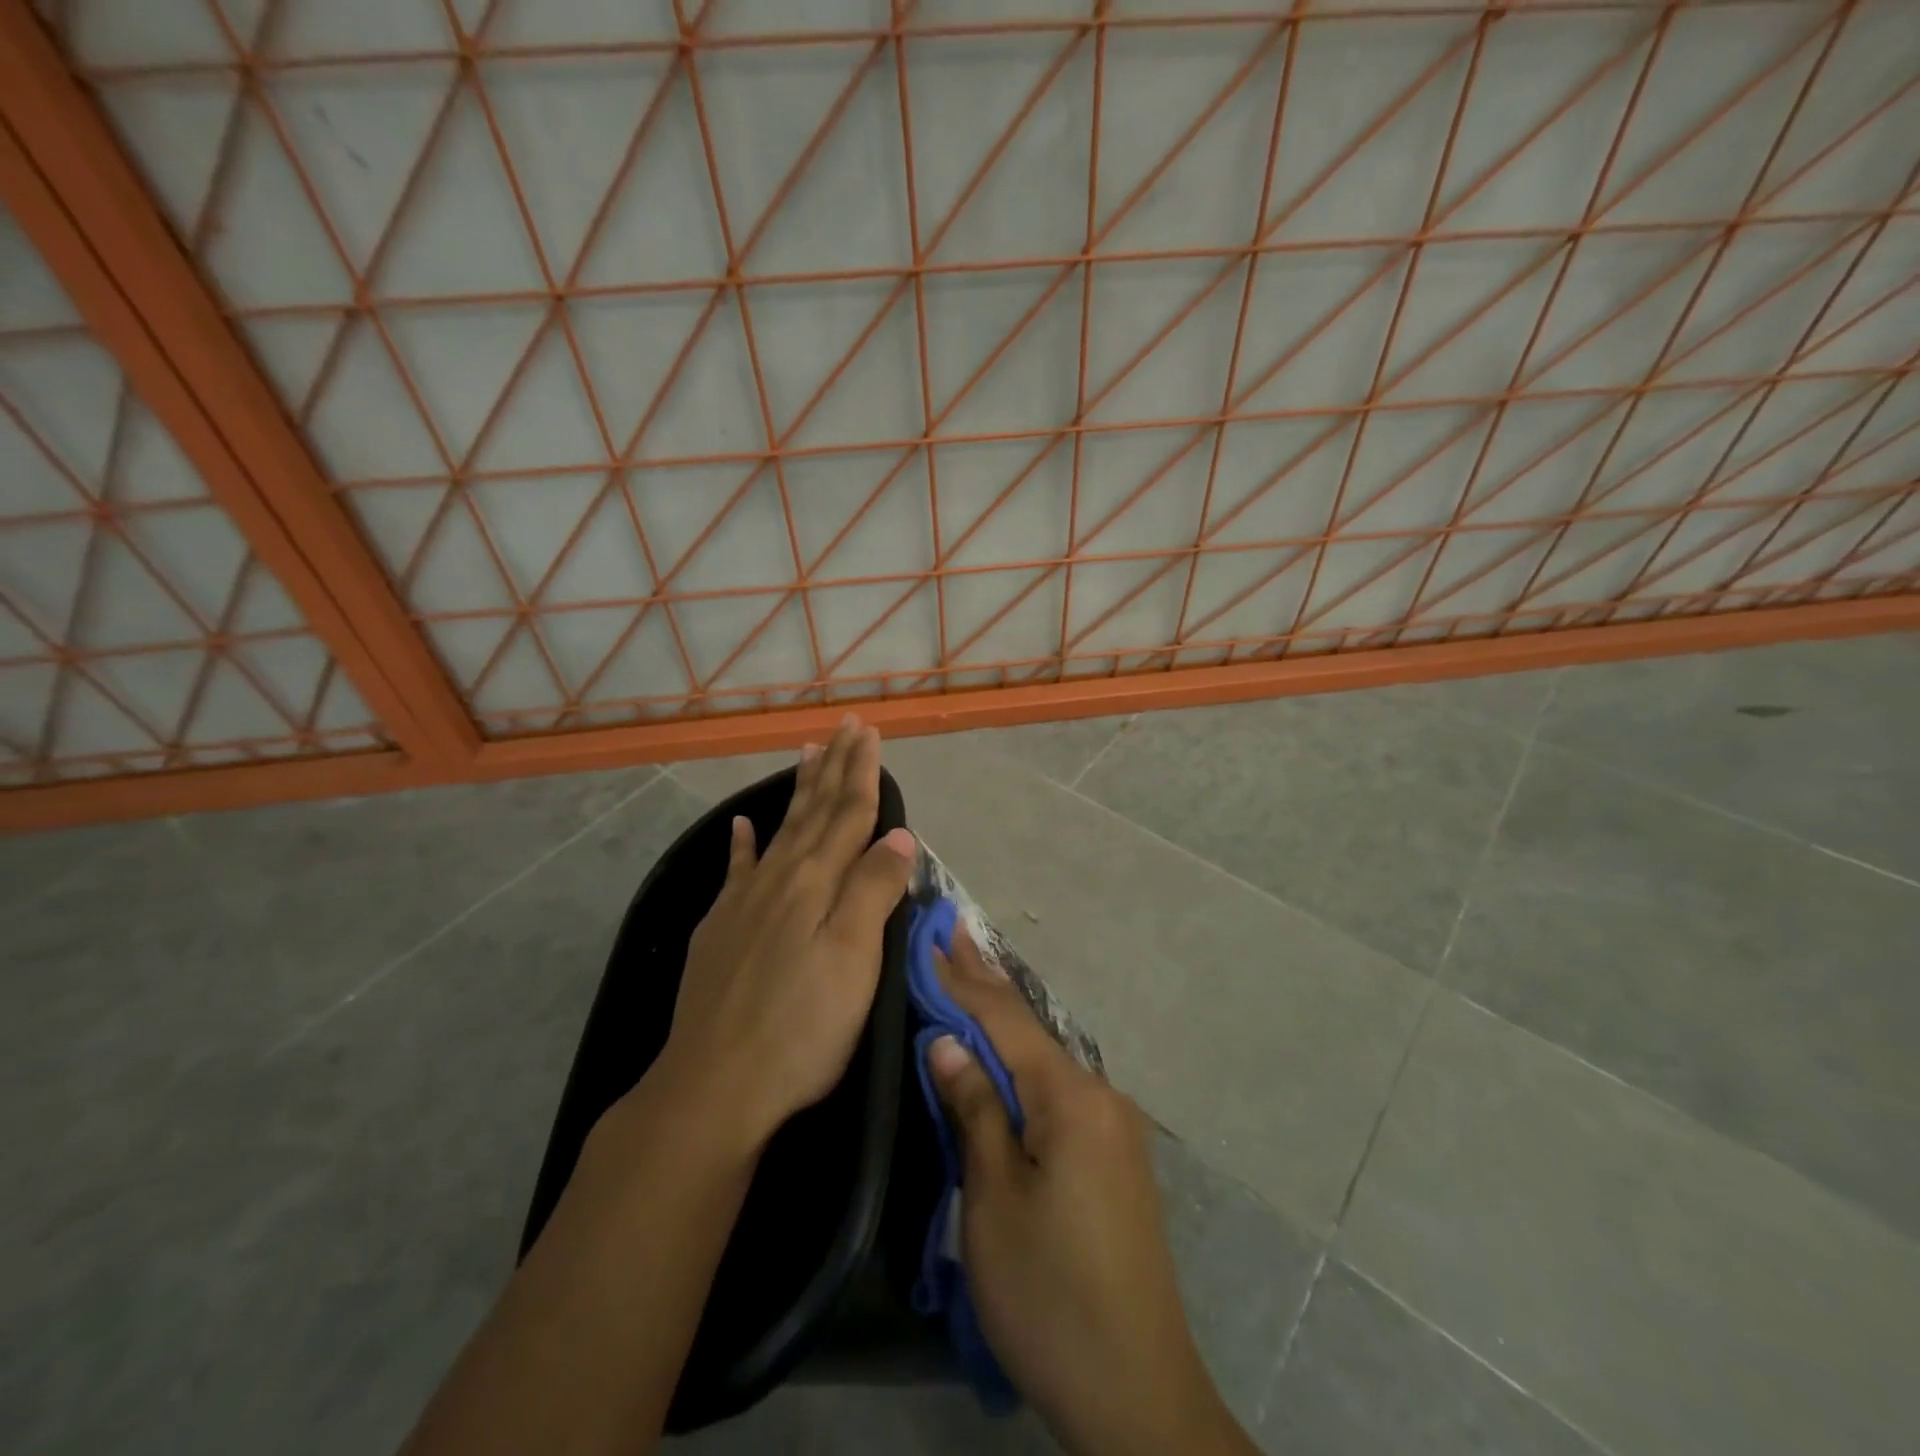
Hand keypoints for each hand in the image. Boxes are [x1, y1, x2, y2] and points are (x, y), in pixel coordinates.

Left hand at [651, 714, 916, 1150]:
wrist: (713, 1087)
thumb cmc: (801, 1027)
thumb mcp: (854, 959)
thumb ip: (874, 891)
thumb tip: (897, 835)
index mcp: (816, 883)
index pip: (847, 814)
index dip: (862, 773)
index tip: (869, 733)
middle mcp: (779, 879)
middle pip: (812, 811)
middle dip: (833, 766)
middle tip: (844, 726)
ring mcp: (743, 903)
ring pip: (778, 830)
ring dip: (796, 791)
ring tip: (805, 753)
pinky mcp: (719, 930)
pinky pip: (735, 871)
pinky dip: (741, 844)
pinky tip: (741, 826)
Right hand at [926, 932, 1254, 1455]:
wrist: (1137, 1390)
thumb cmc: (1049, 1291)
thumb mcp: (994, 1199)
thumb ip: (975, 1110)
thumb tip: (948, 1041)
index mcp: (1072, 1097)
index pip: (1004, 1020)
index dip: (963, 978)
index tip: (934, 933)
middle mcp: (1100, 1095)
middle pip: (1030, 1029)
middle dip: (987, 981)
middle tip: (956, 930)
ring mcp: (1113, 1126)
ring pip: (1044, 1059)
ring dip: (1003, 1021)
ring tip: (971, 976)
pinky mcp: (1114, 1156)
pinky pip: (1058, 1089)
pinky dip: (1023, 1062)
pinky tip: (1005, 1053)